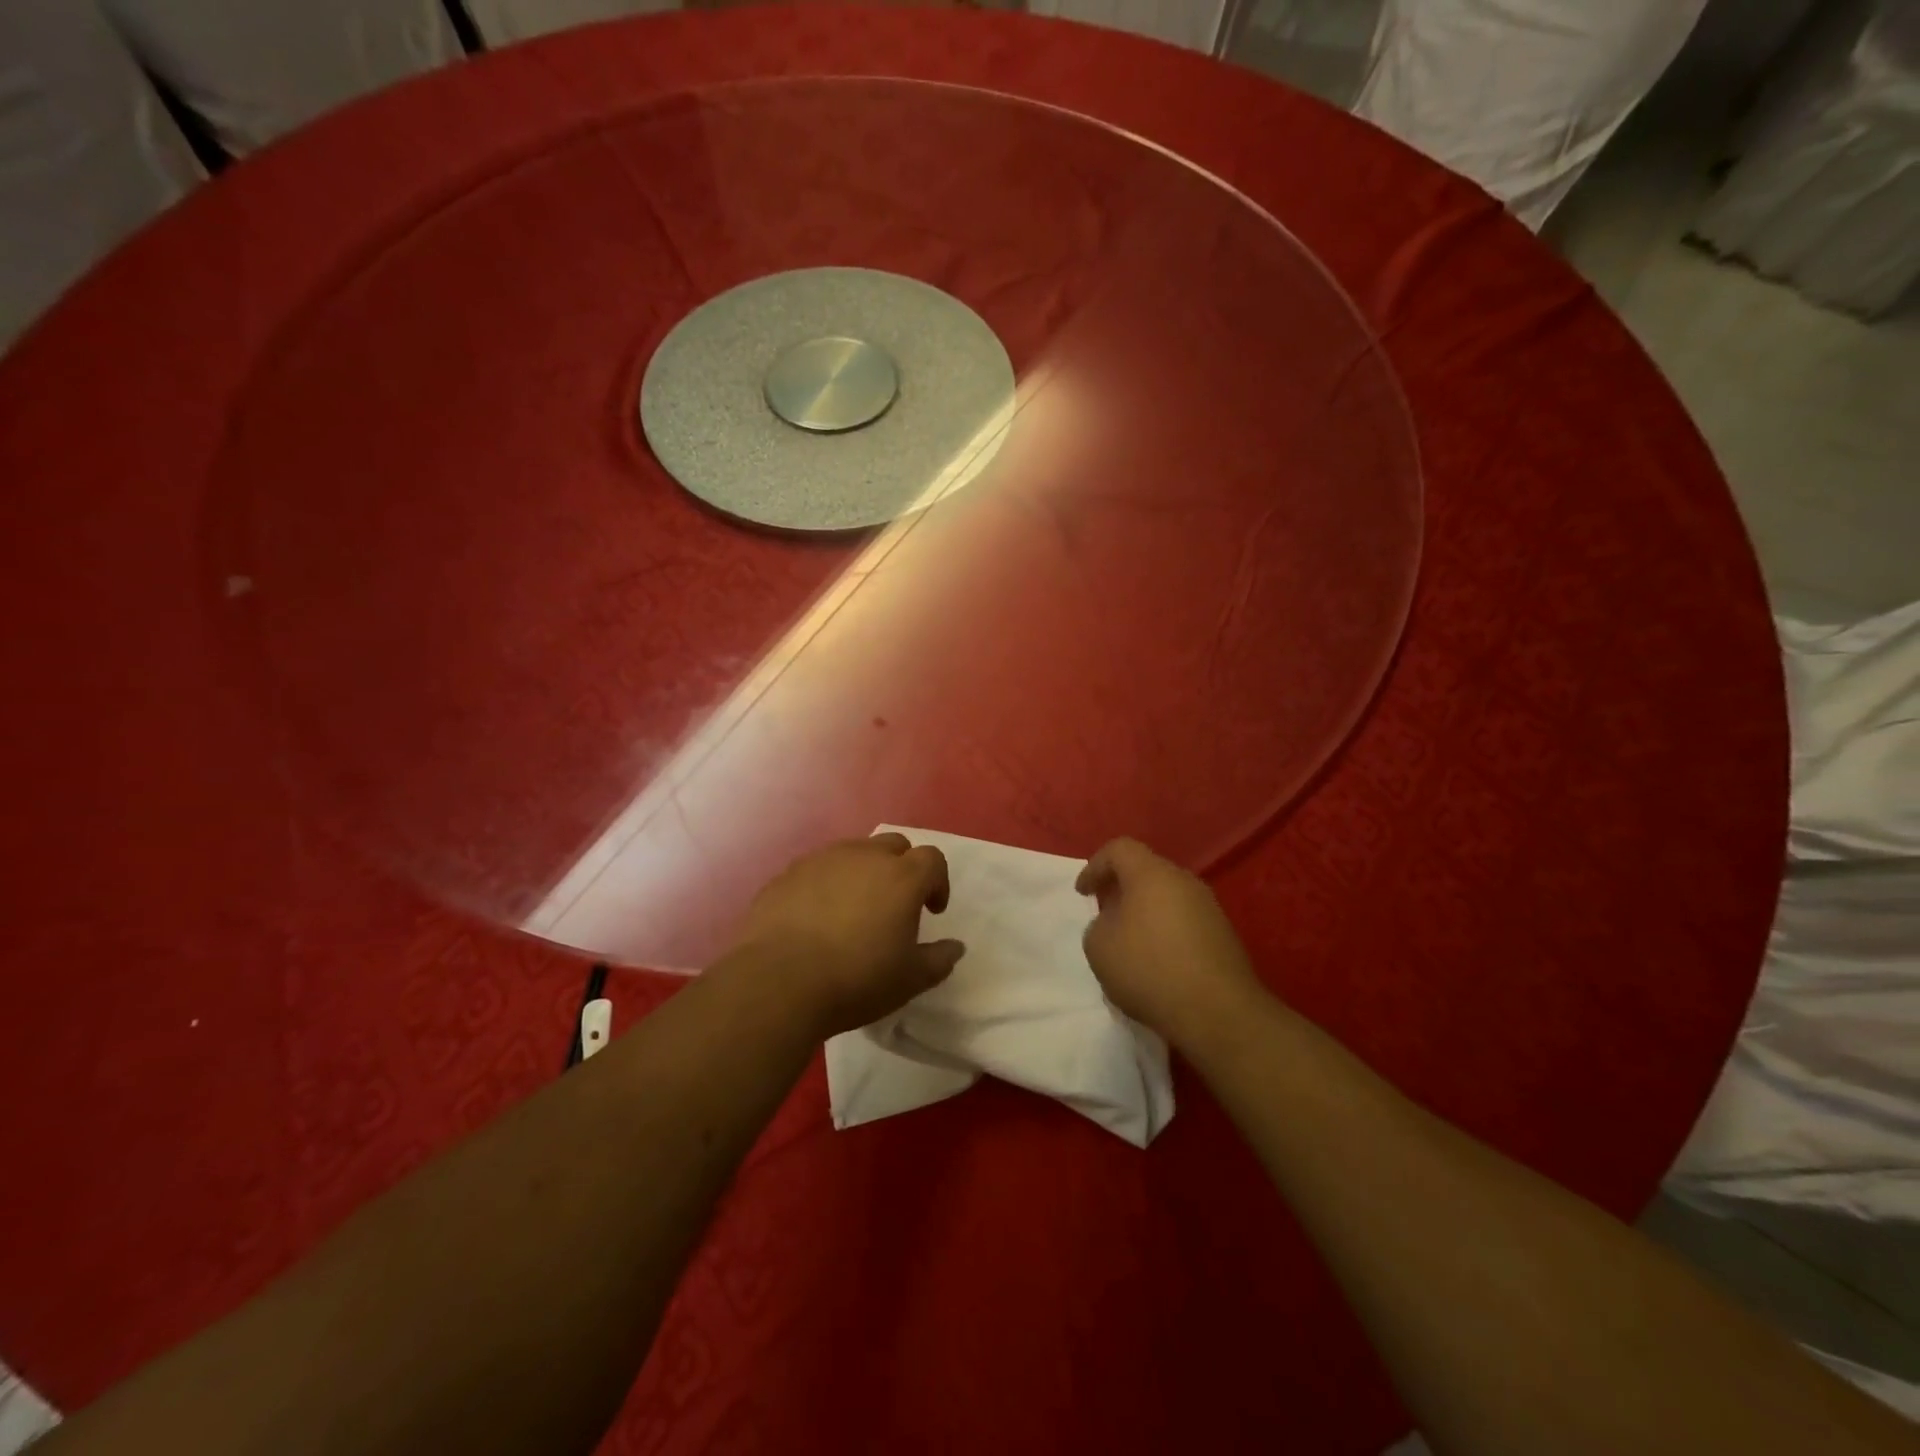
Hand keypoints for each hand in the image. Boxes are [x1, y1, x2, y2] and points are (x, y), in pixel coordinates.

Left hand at [728, 833, 965, 1037]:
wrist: (777, 982)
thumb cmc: (856, 979)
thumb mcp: (909, 980)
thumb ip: (939, 959)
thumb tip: (955, 947)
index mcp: (902, 877)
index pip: (932, 859)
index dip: (938, 882)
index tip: (931, 911)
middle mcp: (864, 856)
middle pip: (894, 845)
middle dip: (902, 868)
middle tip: (895, 904)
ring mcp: (822, 860)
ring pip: (853, 852)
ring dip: (863, 873)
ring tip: (854, 910)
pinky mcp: (788, 873)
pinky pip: (818, 869)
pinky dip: (827, 884)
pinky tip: (816, 918)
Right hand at [1077, 838, 1265, 1050]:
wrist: (1217, 1011)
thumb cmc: (1148, 969)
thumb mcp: (1099, 947)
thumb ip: (1099, 924)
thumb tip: (1116, 923)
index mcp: (1151, 874)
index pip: (1119, 849)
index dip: (1095, 866)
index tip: (1083, 893)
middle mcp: (1184, 881)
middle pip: (1147, 871)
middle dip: (1122, 888)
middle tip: (1105, 912)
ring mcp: (1209, 907)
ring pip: (1168, 897)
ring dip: (1145, 912)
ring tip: (1130, 941)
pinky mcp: (1224, 935)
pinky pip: (1185, 921)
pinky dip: (1166, 931)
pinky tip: (1158, 961)